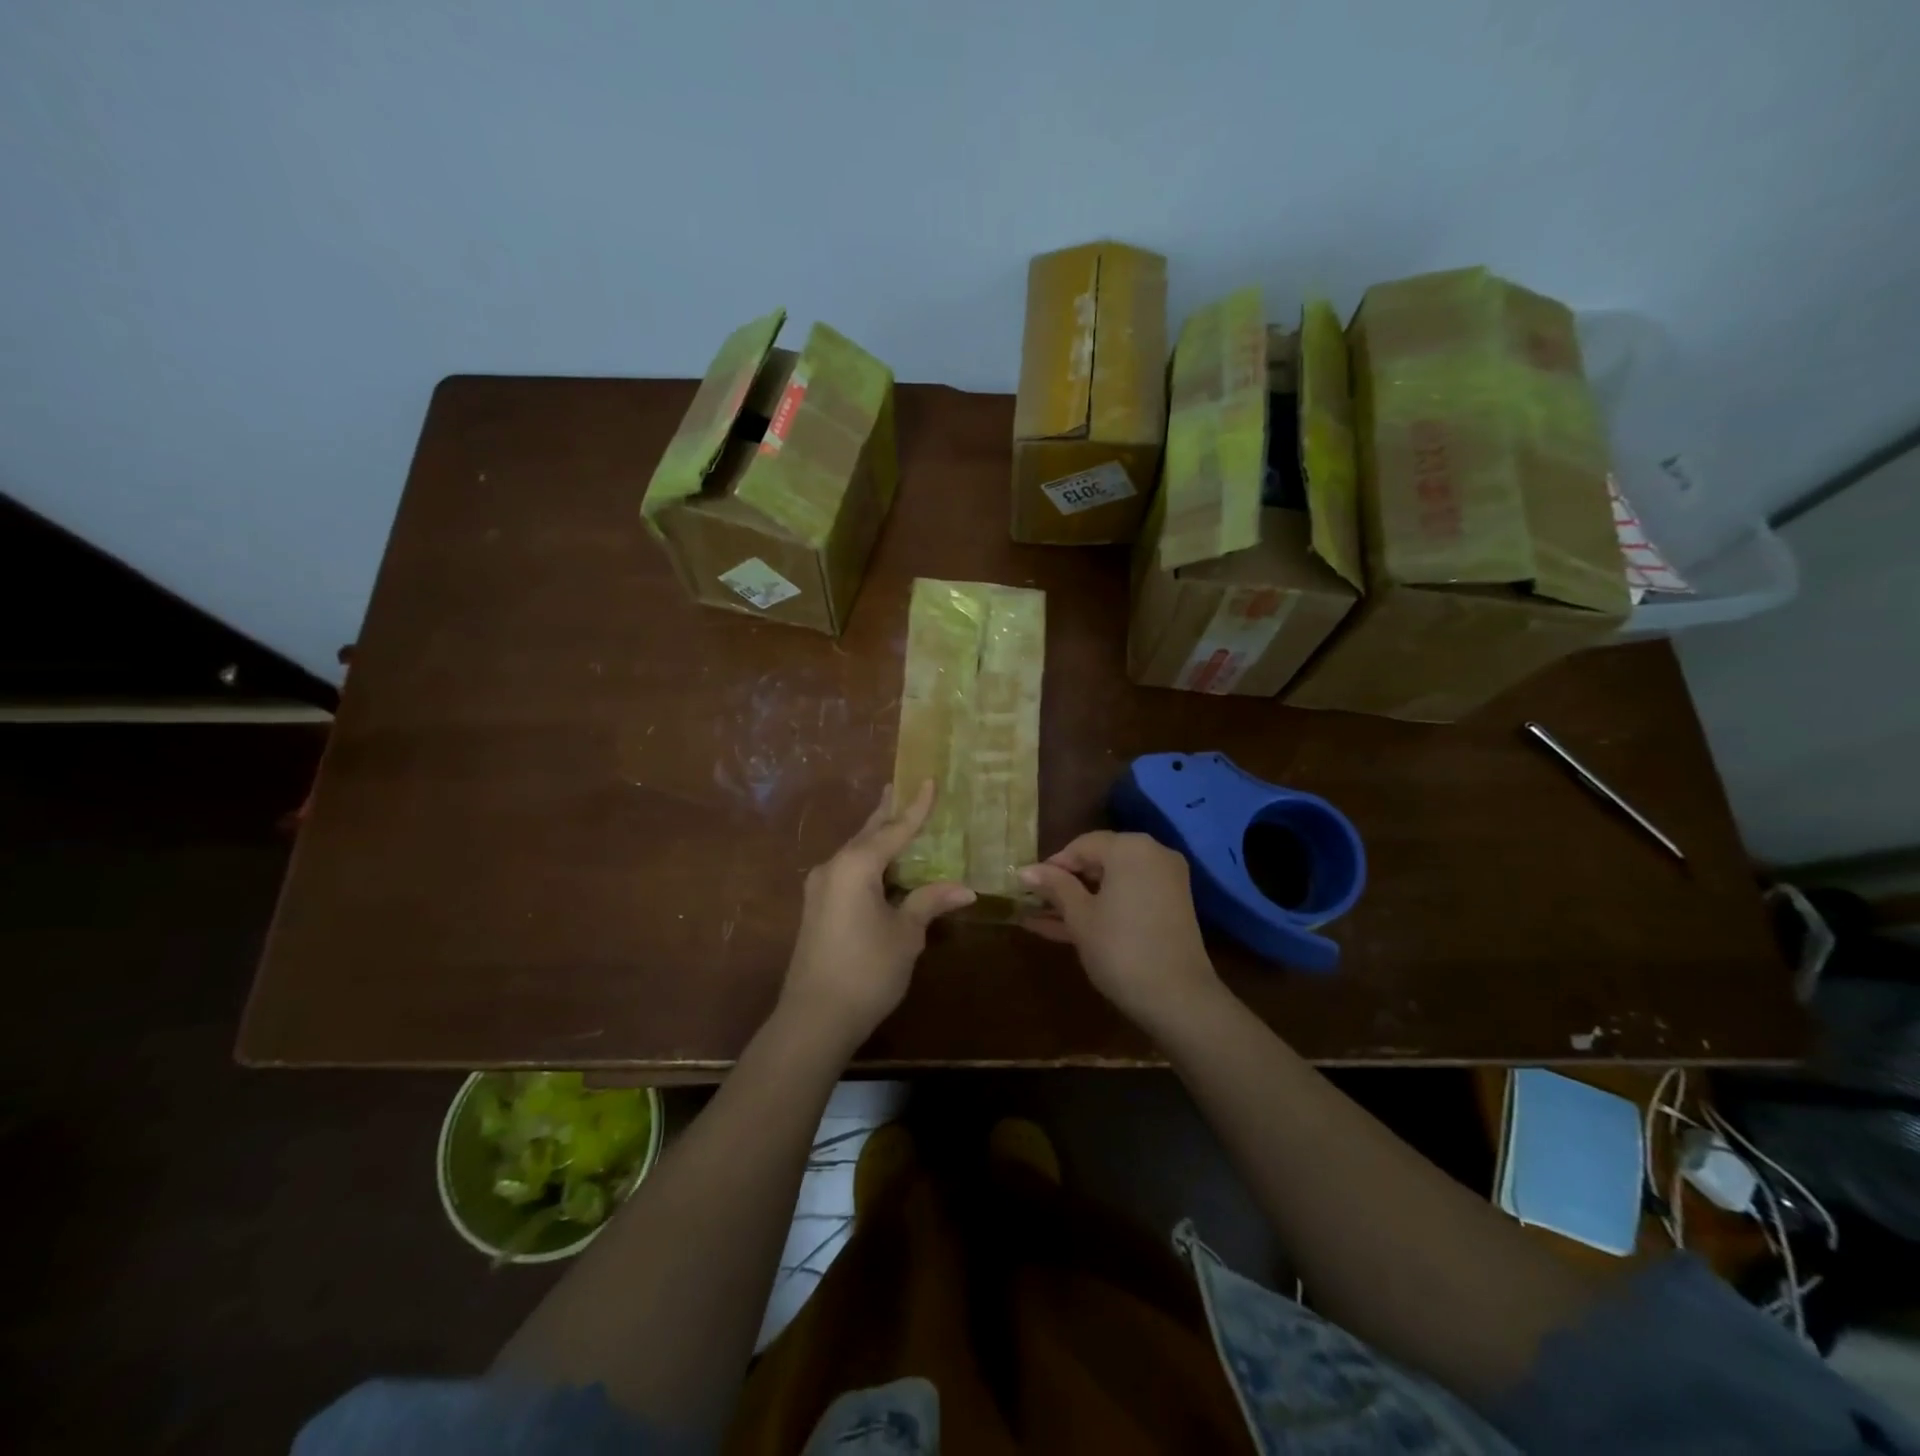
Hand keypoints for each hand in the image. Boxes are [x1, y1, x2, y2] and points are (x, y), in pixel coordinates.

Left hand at [779, 781, 974, 1048]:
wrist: (814, 1018)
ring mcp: (820, 887)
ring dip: (877, 837)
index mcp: (856, 866)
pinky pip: (848, 870)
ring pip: (856, 852)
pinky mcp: (818, 907)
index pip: (894, 829)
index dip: (916, 807)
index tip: (929, 780)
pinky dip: (869, 861)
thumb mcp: (906, 934)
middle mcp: (833, 867)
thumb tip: (966, 889)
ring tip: (894, 818)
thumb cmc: (866, 970)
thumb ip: (930, 902)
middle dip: (887, 812)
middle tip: (901, 787)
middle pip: (868, 833)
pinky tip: (881, 865)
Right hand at [1018, 831, 1223, 1028]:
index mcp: (1130, 848)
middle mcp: (1152, 854)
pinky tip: (1063, 928)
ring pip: (1111, 884)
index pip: (1081, 845)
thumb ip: (1054, 887)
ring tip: (1038, 918)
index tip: (1029, 888)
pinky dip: (1102, 909)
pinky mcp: (1168, 908)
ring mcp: (1164, 882)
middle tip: (1034, 903)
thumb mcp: (1080, 917)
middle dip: (1064, 884)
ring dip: (1078, 900)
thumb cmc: (1120, 949)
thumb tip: (1025, 870)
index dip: (1052, 866)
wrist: (1178, 999)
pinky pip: (1127, 898)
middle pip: (1098, 861)